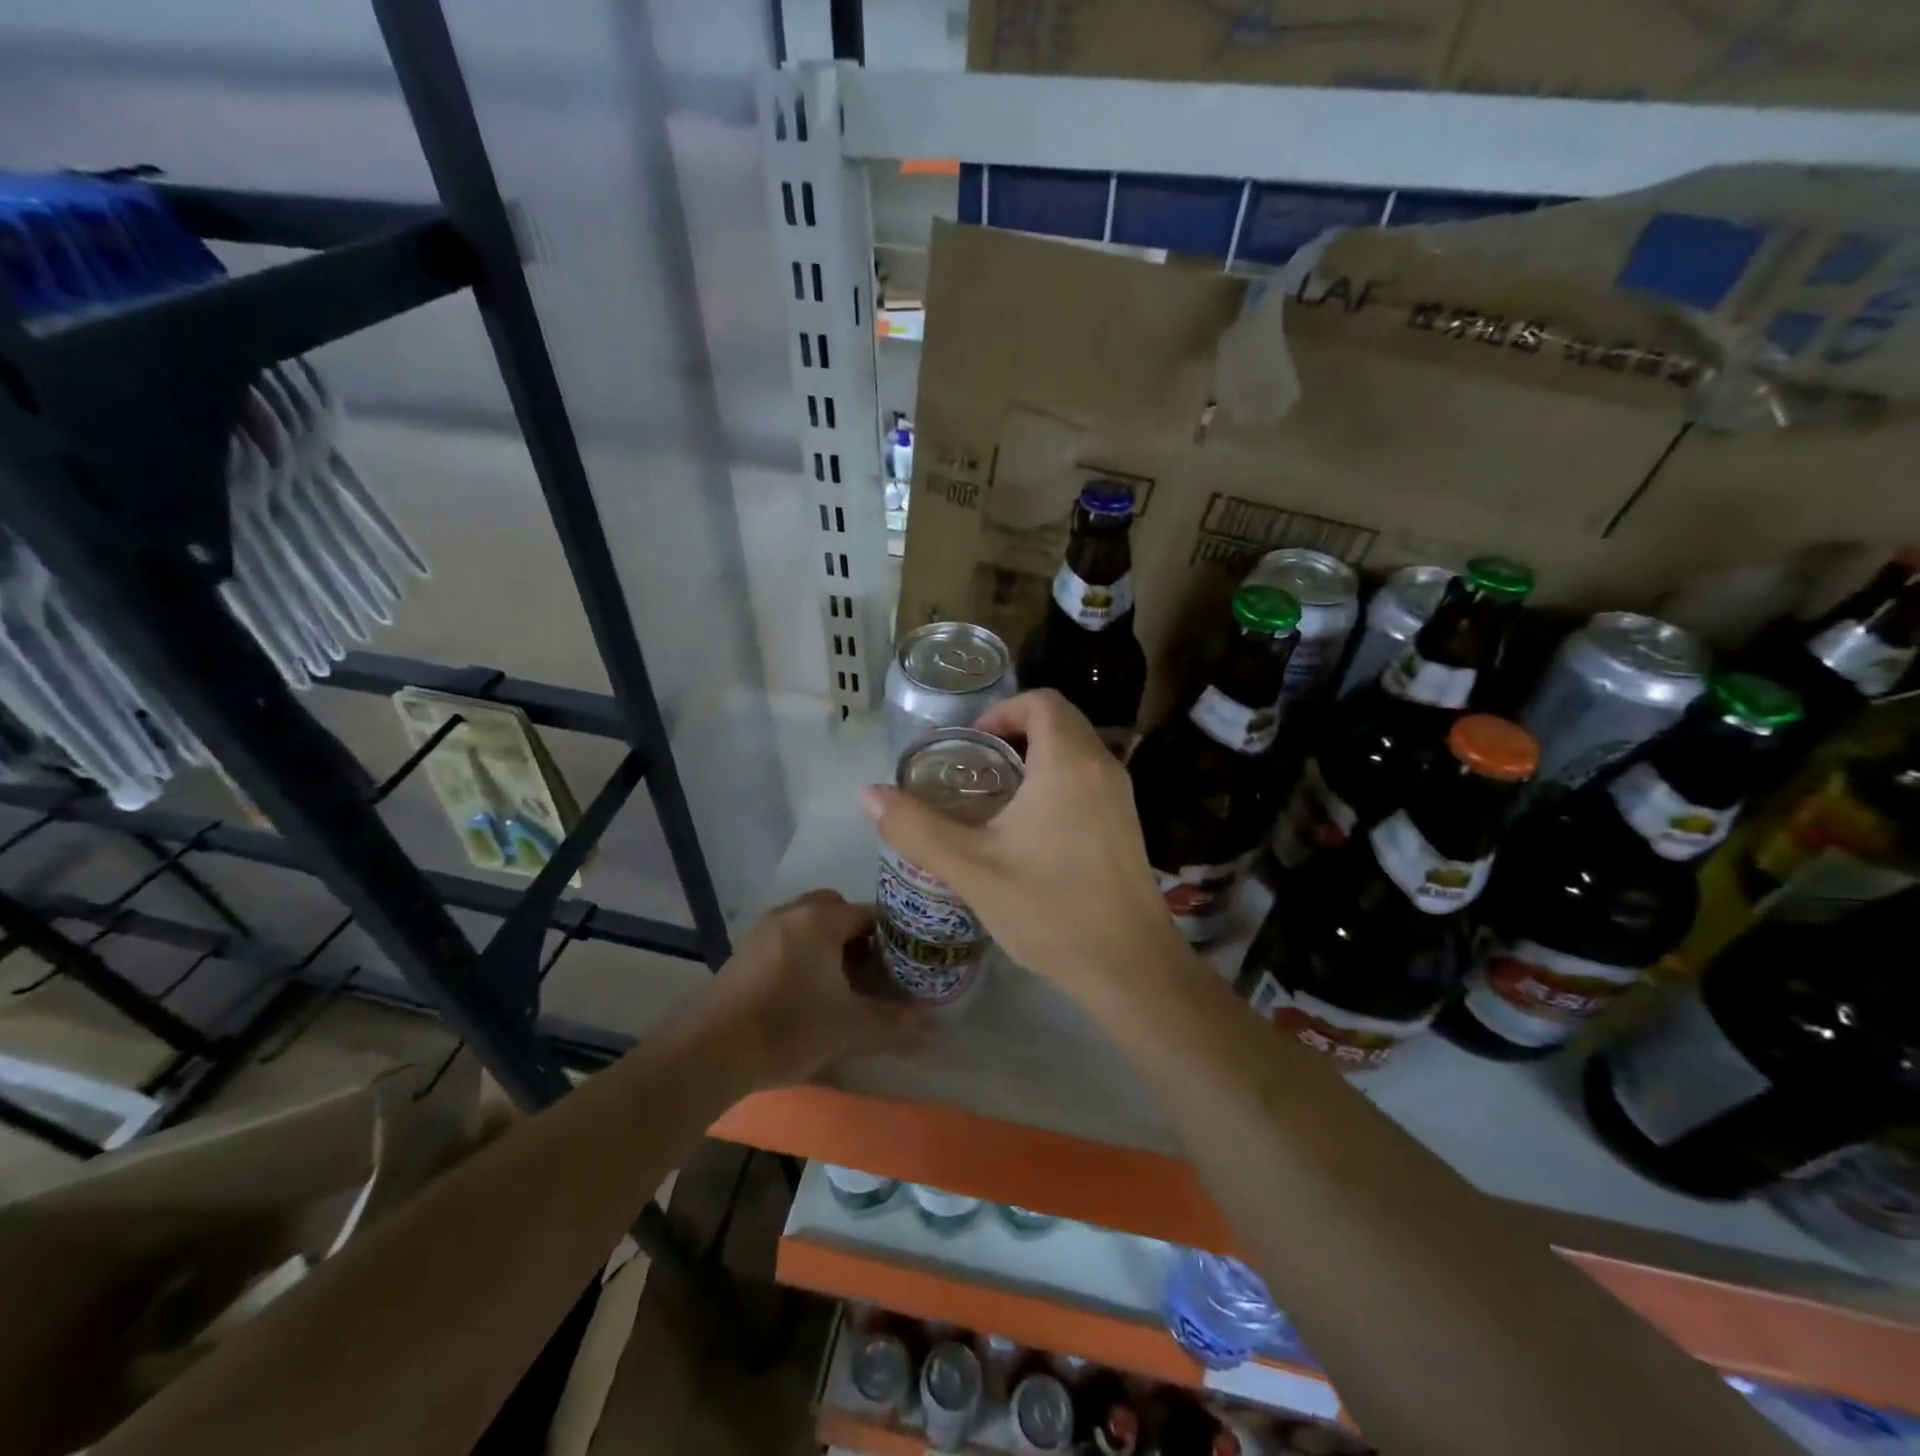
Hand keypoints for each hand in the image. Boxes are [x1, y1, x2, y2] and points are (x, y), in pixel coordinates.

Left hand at [707, 891, 930, 1088]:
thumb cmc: (790, 1028)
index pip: (869, 913)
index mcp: (821, 920)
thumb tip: (936, 1031)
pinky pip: (785, 939)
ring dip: (827, 943)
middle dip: (856, 934)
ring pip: (807, 923)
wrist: (712, 1051)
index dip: (891, 936)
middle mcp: (792, 914)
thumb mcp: (850, 1028)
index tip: (904, 962)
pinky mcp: (743, 953)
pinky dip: (802, 954)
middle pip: (835, 909)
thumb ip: (895, 1025)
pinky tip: (805, 992)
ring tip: (840, 983)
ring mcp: (763, 931)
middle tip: (870, 970)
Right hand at [859, 690, 1186, 1005]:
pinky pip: (1089, 780)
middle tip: (975, 772)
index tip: (971, 746)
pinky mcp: (1128, 825)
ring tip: (997, 801)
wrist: (1129, 966)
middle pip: (1060, 721)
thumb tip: (868, 793)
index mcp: (1068, 763)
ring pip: (1076, 752)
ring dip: (1037, 760)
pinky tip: (1031, 832)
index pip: (1041, 701)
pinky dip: (1058, 783)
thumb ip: (916, 827)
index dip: (1001, 712)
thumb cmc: (1050, 909)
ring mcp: (1122, 797)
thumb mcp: (971, 868)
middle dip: (1015, 735)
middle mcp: (1102, 767)